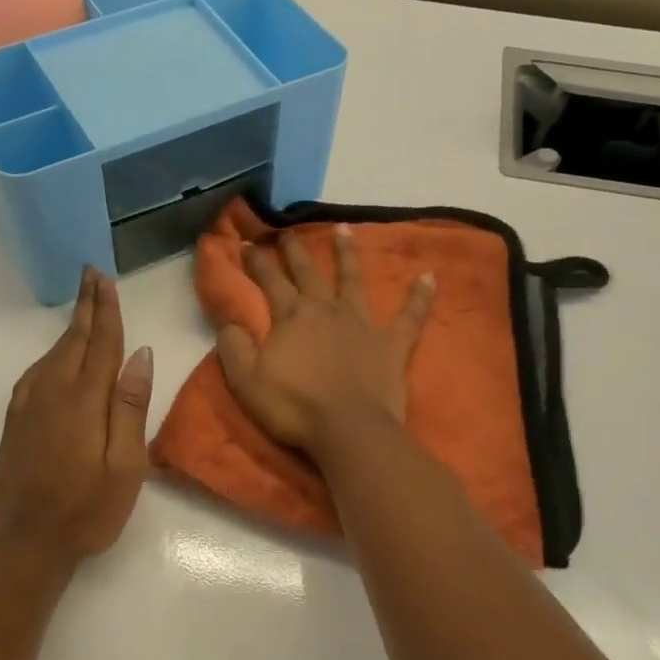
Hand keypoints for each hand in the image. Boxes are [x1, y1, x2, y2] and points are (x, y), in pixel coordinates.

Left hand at [0, 269, 153, 561]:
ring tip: (81, 308)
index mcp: (85, 400)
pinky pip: (33, 376)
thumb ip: (130, 406)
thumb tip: (140, 355)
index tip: (105, 280)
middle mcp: (53, 394)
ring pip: (51, 356)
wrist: (24, 545)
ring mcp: (29, 409)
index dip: (106, 310)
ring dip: (68, 328)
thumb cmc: (87, 510)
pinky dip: (48, 357)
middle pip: (73, 341)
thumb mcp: (125, 465)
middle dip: (85, 307)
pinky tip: (51, 359)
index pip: (101, 344)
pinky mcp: (14, 425)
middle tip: (90, 274)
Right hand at [218, 225, 434, 453]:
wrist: (348, 429)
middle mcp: (327, 310)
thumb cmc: (294, 407)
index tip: (246, 243)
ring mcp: (362, 324)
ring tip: (345, 229)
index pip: (270, 282)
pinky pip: (410, 315)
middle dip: (295, 251)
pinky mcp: (392, 343)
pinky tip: (430, 276)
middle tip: (287, 231)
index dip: (256, 262)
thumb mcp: (246, 381)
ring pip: (353, 280)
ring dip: (348, 254)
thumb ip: (234, 347)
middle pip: (309, 274)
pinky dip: (420, 296)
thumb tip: (229, 321)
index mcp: (292, 318)